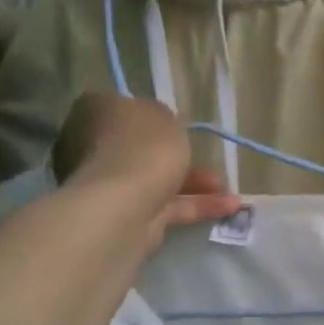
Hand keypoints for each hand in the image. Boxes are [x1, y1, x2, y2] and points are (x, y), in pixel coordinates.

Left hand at [52, 93, 244, 252]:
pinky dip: (196, 206)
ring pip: (158, 179)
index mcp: (96, 112)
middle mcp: (94, 147)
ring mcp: (109, 185)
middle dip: (181, 156)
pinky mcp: (128, 216)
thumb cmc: (143, 147)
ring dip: (196, 183)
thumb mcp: (165, 116)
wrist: (125, 205)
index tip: (179, 124)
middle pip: (143, 148)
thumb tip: (162, 123)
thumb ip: (167, 117)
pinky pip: (167, 206)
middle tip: (210, 159)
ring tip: (229, 189)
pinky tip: (227, 207)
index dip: (154, 116)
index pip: (124, 108)